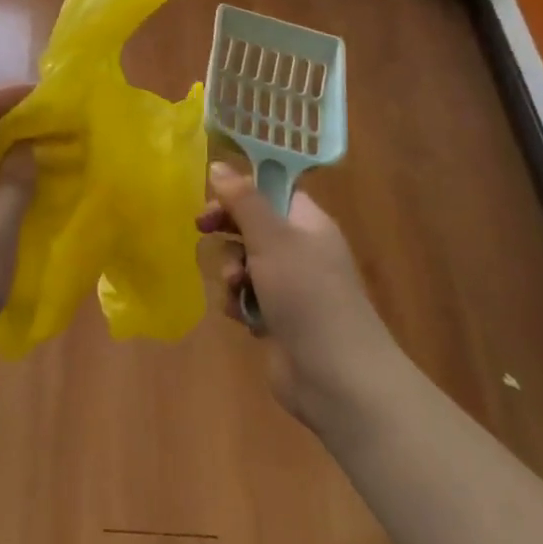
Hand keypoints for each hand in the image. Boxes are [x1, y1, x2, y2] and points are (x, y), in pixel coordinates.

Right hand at [198, 161, 401, 438]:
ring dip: (232, 272)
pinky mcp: (280, 320)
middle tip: (204, 230)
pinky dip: (241, 303)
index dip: (240, 190)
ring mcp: (291, 286)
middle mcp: (301, 249)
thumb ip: (243, 200)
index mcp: (307, 222)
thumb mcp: (271, 238)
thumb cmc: (307, 295)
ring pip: (245, 262)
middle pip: (253, 225)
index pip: (271, 190)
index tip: (212, 197)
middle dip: (229, 232)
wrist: (338, 379)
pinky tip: (243, 317)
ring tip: (237, 288)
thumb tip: (218, 164)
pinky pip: (248, 297)